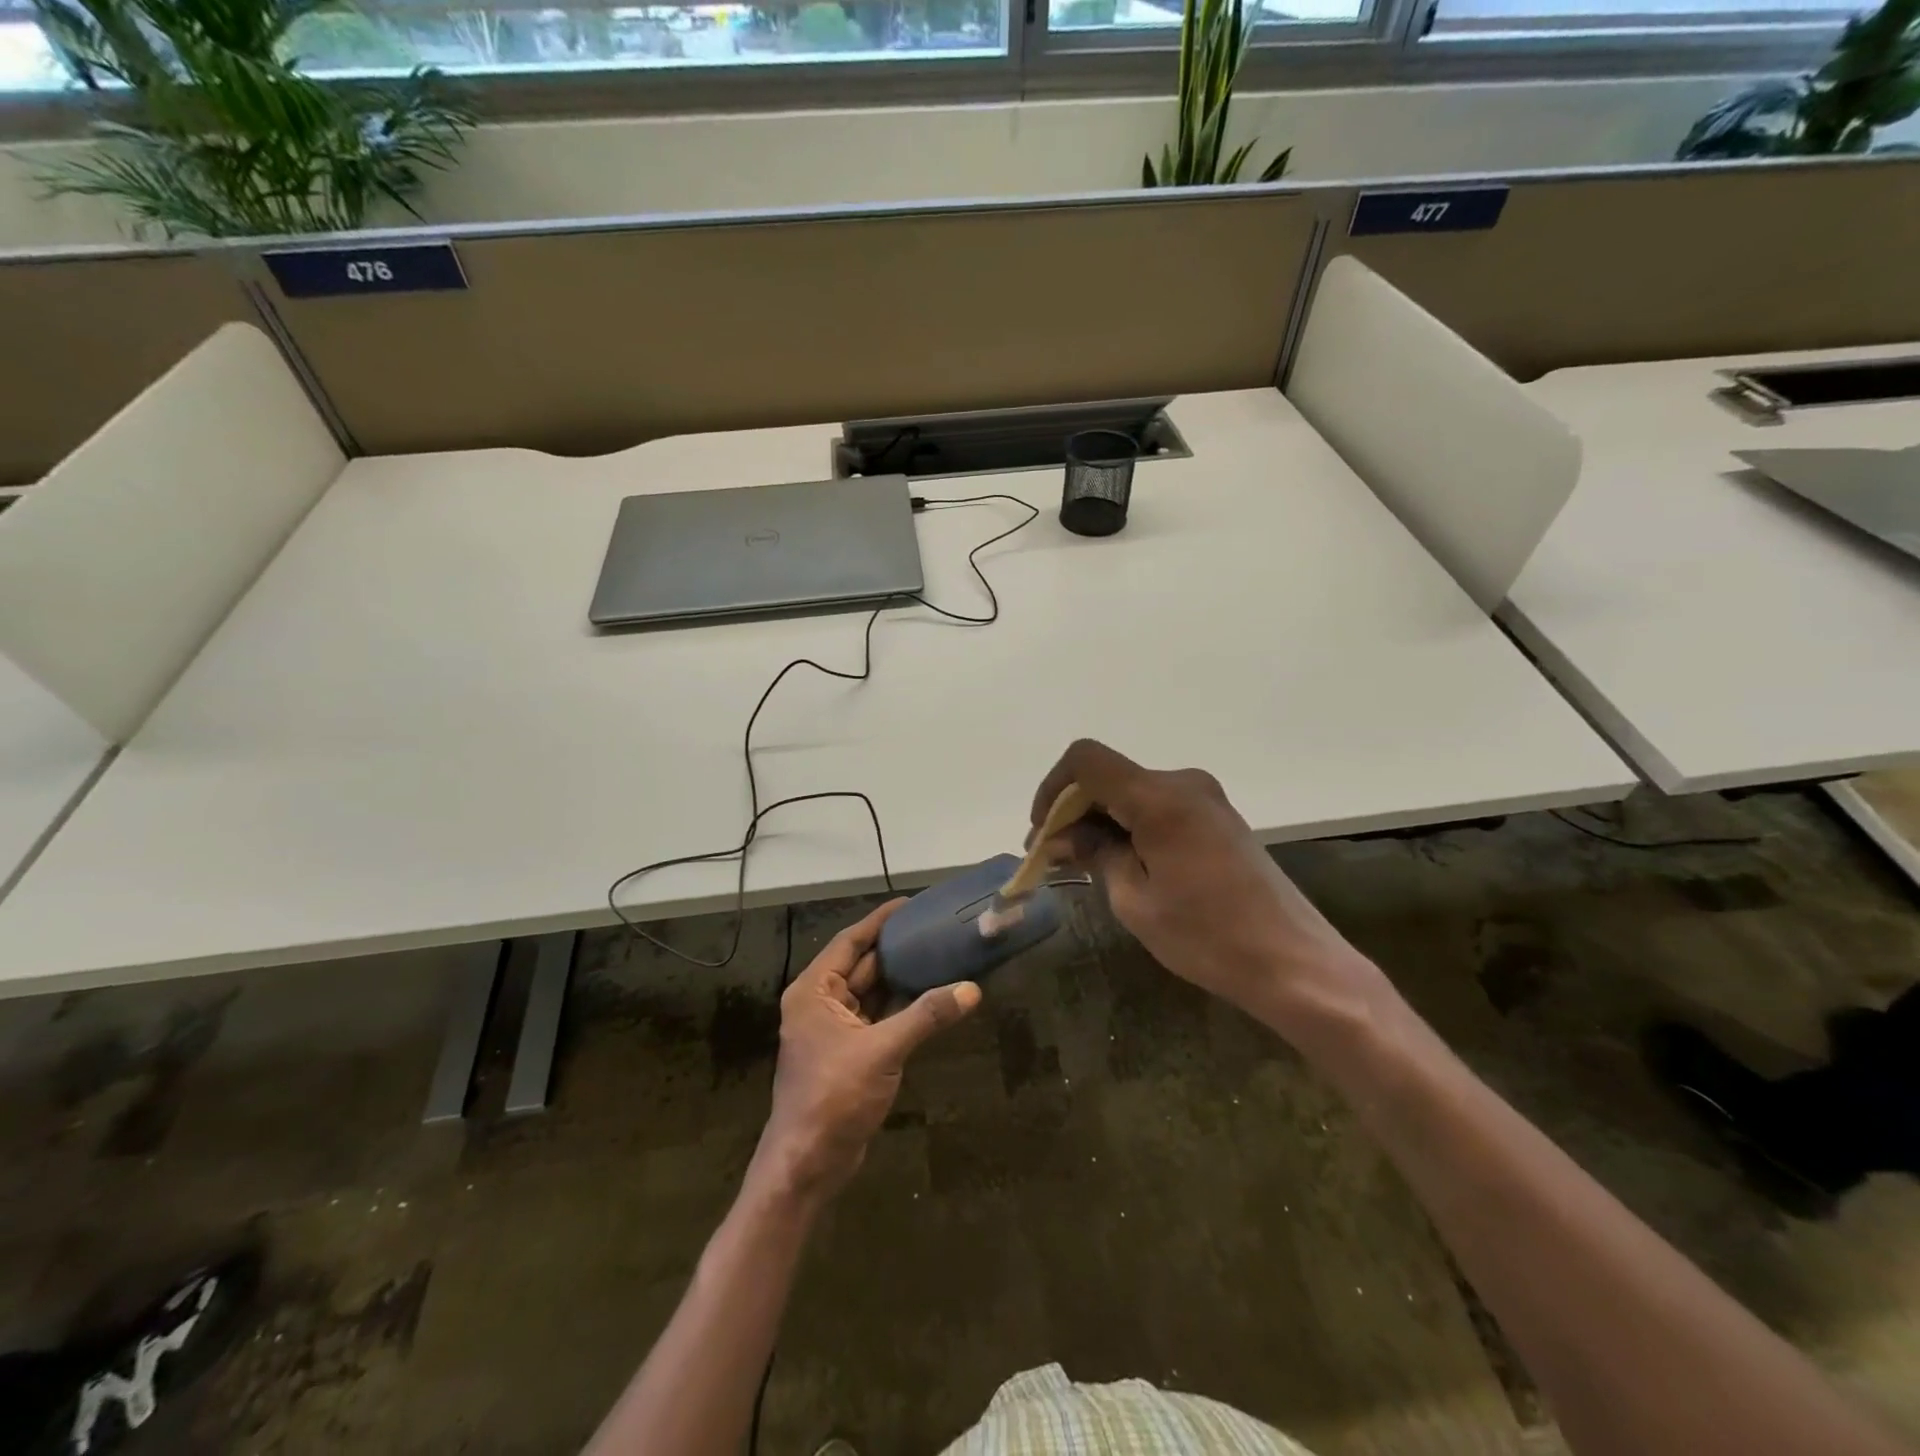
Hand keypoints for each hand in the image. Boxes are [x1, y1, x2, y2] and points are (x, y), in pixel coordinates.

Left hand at [754, 900, 980, 1200]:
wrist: (808, 1164)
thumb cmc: (834, 1096)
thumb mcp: (882, 1050)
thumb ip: (926, 1016)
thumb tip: (971, 989)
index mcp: (814, 991)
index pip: (850, 942)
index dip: (879, 921)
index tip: (910, 904)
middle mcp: (820, 1003)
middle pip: (863, 965)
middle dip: (896, 948)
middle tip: (934, 928)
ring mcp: (835, 1030)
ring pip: (872, 993)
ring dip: (901, 978)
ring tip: (939, 955)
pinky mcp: (850, 1053)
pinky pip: (878, 1017)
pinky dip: (901, 1007)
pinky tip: (931, 997)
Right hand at [1030, 739, 1393, 1042]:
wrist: (1294, 963)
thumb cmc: (1207, 936)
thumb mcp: (1134, 899)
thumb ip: (1095, 853)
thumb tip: (1064, 836)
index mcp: (1160, 798)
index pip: (1086, 761)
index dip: (1053, 788)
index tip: (1042, 832)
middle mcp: (1183, 784)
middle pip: (1108, 776)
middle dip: (1073, 810)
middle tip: (1052, 857)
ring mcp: (1205, 799)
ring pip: (1131, 792)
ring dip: (1100, 820)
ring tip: (1081, 865)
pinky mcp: (1216, 818)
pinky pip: (1157, 807)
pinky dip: (1129, 826)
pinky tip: (1120, 862)